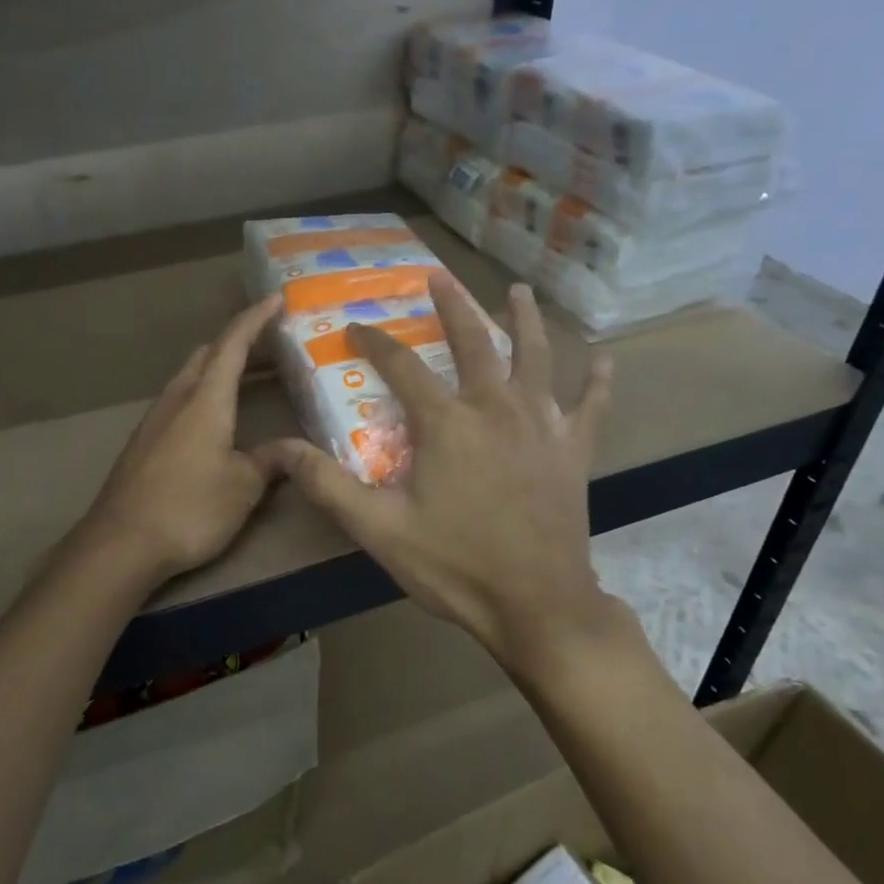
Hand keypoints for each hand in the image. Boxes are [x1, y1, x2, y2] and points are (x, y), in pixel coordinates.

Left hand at [83, 294, 283, 582]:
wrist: (121, 543)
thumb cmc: (189, 508)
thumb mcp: (243, 486)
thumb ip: (271, 460)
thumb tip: (295, 449)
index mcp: (205, 400)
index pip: (232, 345)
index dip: (255, 319)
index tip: (275, 299)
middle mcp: (177, 399)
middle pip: (206, 355)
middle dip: (237, 341)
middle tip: (269, 343)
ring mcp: (154, 420)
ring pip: (189, 377)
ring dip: (217, 368)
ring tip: (247, 377)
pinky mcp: (143, 442)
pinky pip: (178, 401)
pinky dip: (202, 393)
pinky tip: (214, 418)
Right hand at [258, 273, 616, 666]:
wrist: (537, 605)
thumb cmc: (454, 565)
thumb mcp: (378, 529)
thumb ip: (326, 484)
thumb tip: (278, 449)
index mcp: (446, 423)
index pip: (401, 366)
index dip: (374, 342)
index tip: (355, 326)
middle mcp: (496, 408)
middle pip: (473, 342)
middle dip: (453, 307)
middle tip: (439, 277)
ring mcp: (542, 426)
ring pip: (535, 357)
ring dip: (524, 321)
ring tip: (517, 292)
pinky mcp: (573, 451)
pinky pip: (590, 407)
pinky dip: (597, 382)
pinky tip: (605, 361)